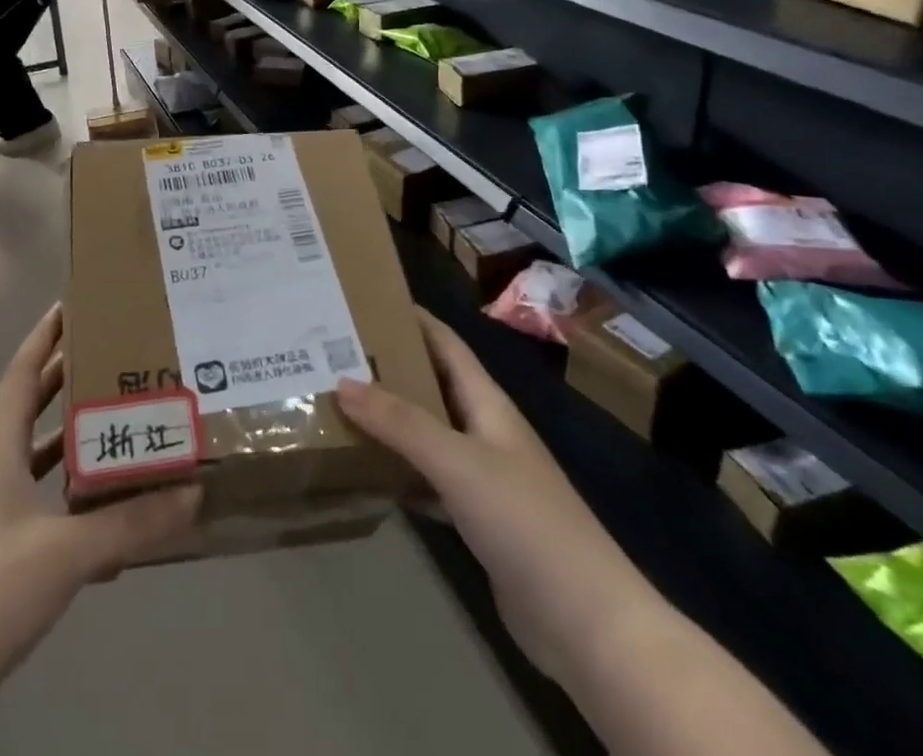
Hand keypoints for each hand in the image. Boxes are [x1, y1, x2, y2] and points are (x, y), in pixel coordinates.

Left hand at [0, 305, 200, 684]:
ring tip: (112, 422)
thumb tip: (193, 491)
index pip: (19, 375)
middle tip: (106, 355)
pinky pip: (37, 503)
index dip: (43, 338)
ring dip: (68, 439)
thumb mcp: (69, 552)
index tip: (68, 305)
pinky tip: (102, 511)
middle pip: (26, 410)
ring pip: (33, 458)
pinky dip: (68, 495)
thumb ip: (131, 522)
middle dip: (62, 380)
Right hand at [342, 313, 830, 755]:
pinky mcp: (477, 520)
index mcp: (488, 404)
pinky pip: (428, 481)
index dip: (411, 318)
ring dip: (389, 420)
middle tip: (335, 354)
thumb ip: (400, 422)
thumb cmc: (526, 521)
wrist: (587, 623)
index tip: (365, 299)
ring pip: (427, 434)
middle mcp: (485, 432)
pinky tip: (365, 473)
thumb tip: (342, 382)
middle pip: (431, 385)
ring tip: (339, 404)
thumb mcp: (457, 461)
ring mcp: (483, 478)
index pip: (445, 344)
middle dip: (388, 367)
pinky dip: (399, 472)